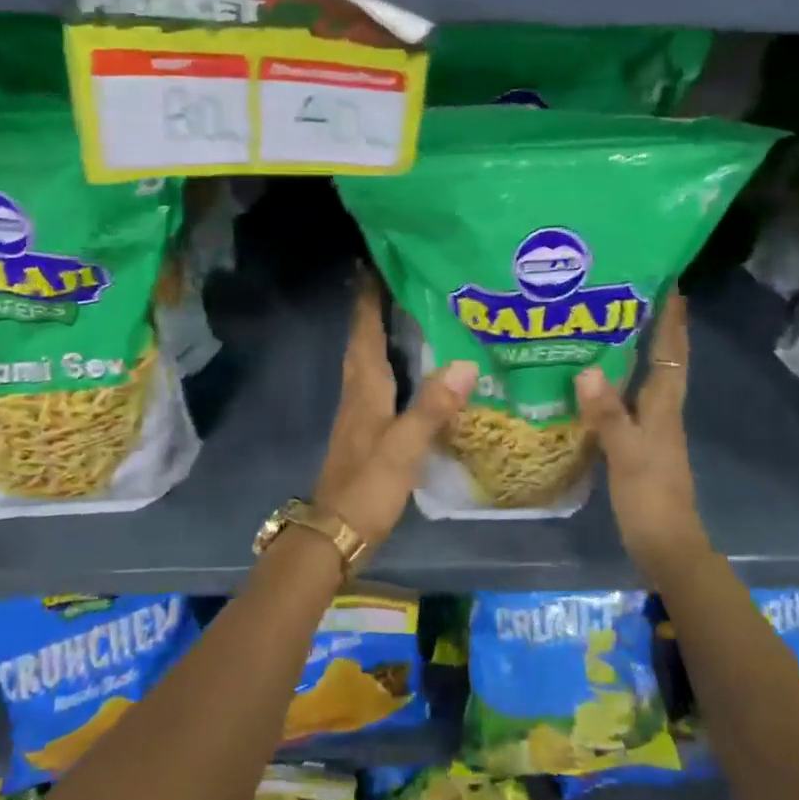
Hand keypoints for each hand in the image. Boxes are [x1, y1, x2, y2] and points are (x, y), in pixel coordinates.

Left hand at [314, 274, 476, 548]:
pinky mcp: (365, 431)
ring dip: (379, 334)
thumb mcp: (402, 448)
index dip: (367, 299)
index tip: (373, 265)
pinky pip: (376, 383)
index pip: (364, 332)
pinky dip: (389, 365)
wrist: (334, 534)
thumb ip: (432, 408)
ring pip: (368, 361)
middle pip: (363, 341)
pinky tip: (409, 371)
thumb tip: (464, 364)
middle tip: (395, 281)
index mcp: (365, 388)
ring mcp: (358, 413)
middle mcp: (357, 393)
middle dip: (373, 309)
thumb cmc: (366, 487)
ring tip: (404, 313)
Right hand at [576, 291, 710, 575]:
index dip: (673, 320)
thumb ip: (608, 413)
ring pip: (646, 378)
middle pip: (663, 359)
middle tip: (628, 294)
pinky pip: (629, 400)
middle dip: (654, 326)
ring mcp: (653, 427)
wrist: (666, 545)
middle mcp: (663, 410)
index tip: (670, 284)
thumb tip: (587, 368)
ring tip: (608, 325)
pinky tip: (594, 380)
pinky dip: (617, 382)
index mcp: (664, 407)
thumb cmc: (650, 497)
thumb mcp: (626, 454)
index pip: (672, 353)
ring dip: (636, 351)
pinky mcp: (640, 443)